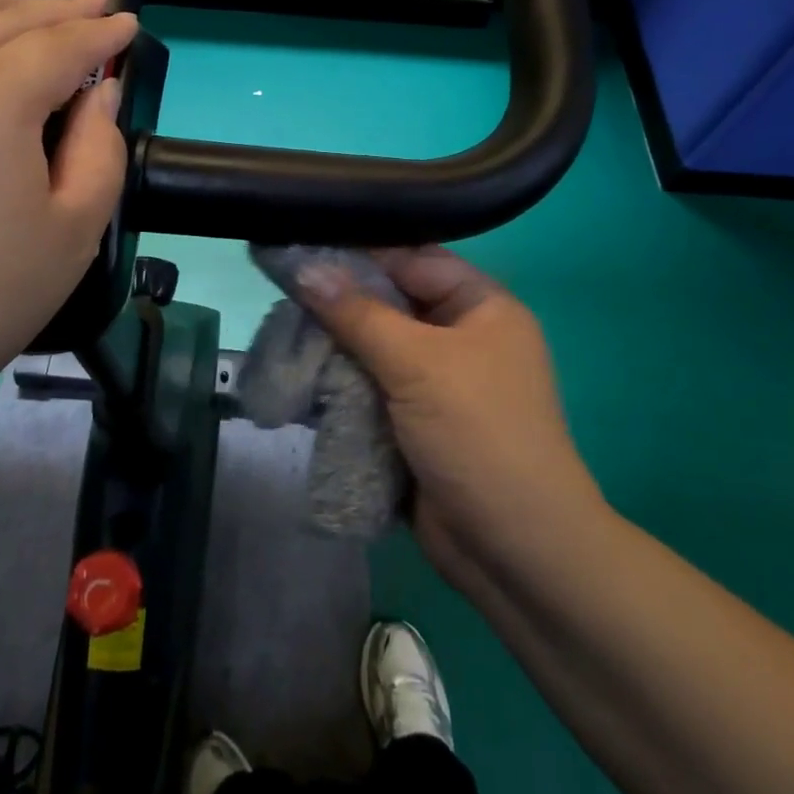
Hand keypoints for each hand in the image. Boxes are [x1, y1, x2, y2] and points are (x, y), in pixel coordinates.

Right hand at [297, 248, 603, 581]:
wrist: (514, 552)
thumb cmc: (478, 435)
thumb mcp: (418, 363)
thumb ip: (357, 313)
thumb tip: (302, 266)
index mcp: (481, 306)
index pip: (412, 257)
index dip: (359, 250)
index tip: (301, 242)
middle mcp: (460, 335)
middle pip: (389, 301)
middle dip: (338, 299)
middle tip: (279, 286)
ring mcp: (436, 380)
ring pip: (373, 344)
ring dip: (333, 342)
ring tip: (280, 328)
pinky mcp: (413, 418)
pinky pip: (369, 383)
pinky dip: (338, 378)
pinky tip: (297, 368)